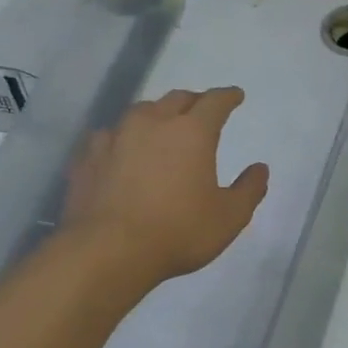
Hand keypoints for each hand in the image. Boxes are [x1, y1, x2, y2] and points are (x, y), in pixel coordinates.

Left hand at [62, 87, 268, 291]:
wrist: (107, 252)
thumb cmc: (179, 231)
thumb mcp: (230, 216)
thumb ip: (249, 189)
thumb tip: (260, 168)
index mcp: (192, 133)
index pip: (215, 102)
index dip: (228, 97)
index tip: (236, 95)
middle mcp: (153, 124)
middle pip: (176, 99)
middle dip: (194, 101)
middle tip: (202, 110)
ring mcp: (115, 138)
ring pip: (140, 112)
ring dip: (156, 114)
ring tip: (162, 126)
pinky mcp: (87, 158)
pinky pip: (108, 136)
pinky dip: (122, 138)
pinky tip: (122, 150)